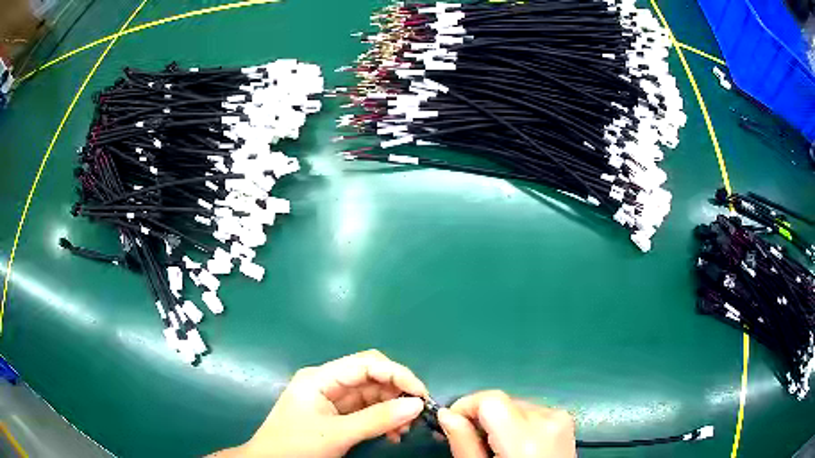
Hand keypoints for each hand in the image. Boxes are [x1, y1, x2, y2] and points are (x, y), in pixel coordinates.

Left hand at [211, 350, 428, 457]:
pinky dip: (383, 420)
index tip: (421, 394)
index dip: (397, 374)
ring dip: (393, 409)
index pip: (366, 363)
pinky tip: (394, 434)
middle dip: (397, 393)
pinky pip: (367, 411)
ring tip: (406, 430)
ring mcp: (333, 399)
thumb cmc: (296, 446)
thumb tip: (416, 404)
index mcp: (321, 377)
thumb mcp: (337, 434)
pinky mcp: (337, 415)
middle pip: (372, 377)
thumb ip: (377, 419)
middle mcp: (328, 383)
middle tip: (417, 414)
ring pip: (373, 395)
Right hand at [437, 390, 575, 457]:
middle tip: (469, 439)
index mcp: (526, 438)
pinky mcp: (566, 420)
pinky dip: (518, 422)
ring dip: (500, 420)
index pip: (490, 399)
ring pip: (517, 405)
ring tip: (495, 446)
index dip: (466, 406)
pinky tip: (515, 444)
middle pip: (503, 402)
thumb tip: (446, 415)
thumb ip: (464, 443)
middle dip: (482, 416)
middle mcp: (547, 419)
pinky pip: (533, 411)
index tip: (452, 423)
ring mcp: (560, 418)